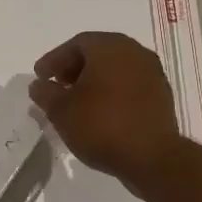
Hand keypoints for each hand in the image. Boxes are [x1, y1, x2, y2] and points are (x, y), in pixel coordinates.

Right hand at [29, 32, 183, 195]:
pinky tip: (99, 113)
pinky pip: (129, 86)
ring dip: (94, 82)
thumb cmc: (101, 125)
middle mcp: (134, 52)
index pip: (76, 44)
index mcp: (110, 47)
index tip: (40, 77)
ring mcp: (152, 73)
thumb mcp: (61, 111)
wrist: (151, 157)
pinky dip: (111, 93)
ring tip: (76, 102)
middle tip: (57, 86)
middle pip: (98, 54)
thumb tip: (39, 85)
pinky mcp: (161, 96)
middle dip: (74, 69)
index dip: (54, 60)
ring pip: (115, 70)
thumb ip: (46, 93)